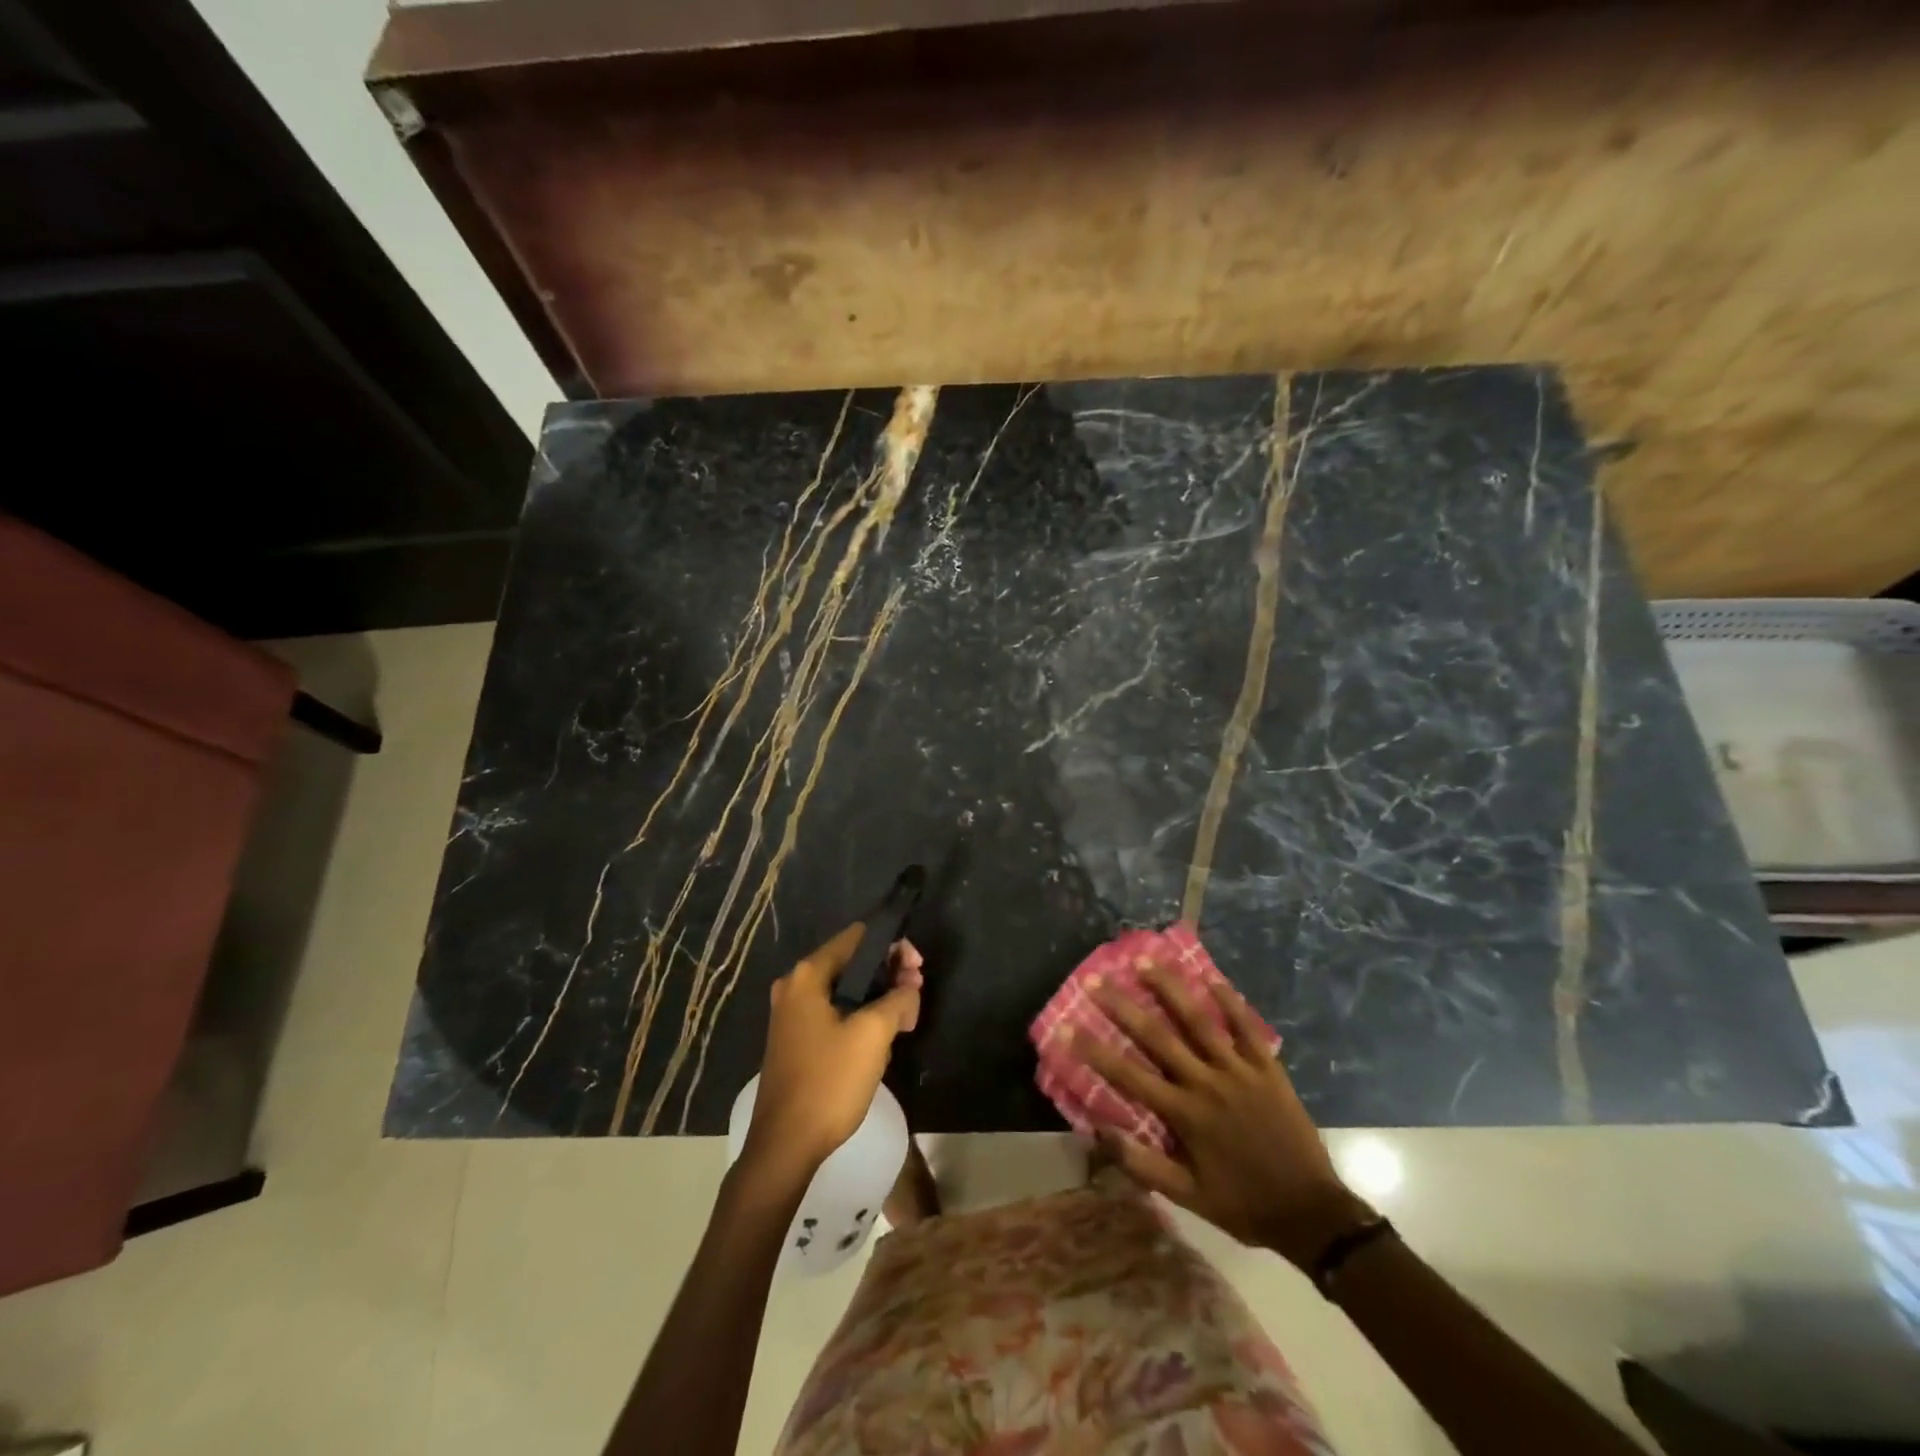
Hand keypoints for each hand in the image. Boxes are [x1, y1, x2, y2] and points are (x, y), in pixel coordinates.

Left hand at [743, 926, 922, 1177]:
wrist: (785, 1145)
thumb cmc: (829, 1082)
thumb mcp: (874, 1034)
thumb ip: (898, 999)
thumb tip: (908, 988)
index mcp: (808, 975)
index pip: (857, 937)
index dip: (893, 945)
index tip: (918, 969)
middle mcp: (795, 985)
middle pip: (852, 962)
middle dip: (889, 972)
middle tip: (917, 993)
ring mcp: (792, 1014)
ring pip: (846, 989)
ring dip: (878, 996)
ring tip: (907, 1016)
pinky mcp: (796, 1039)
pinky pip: (835, 1011)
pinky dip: (861, 1014)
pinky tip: (882, 1035)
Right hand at [1074, 964, 1373, 1269]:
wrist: (1312, 1214)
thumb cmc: (1244, 1204)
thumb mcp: (1188, 1197)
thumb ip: (1143, 1164)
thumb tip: (1098, 1132)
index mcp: (1184, 1114)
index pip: (1128, 1075)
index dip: (1094, 1050)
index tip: (1067, 1026)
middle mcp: (1206, 1083)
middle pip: (1157, 1037)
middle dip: (1123, 1006)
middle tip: (1096, 979)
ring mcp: (1239, 1071)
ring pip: (1198, 1021)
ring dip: (1169, 988)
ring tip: (1145, 960)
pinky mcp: (1267, 1068)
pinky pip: (1245, 1027)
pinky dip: (1228, 1000)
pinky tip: (1209, 975)